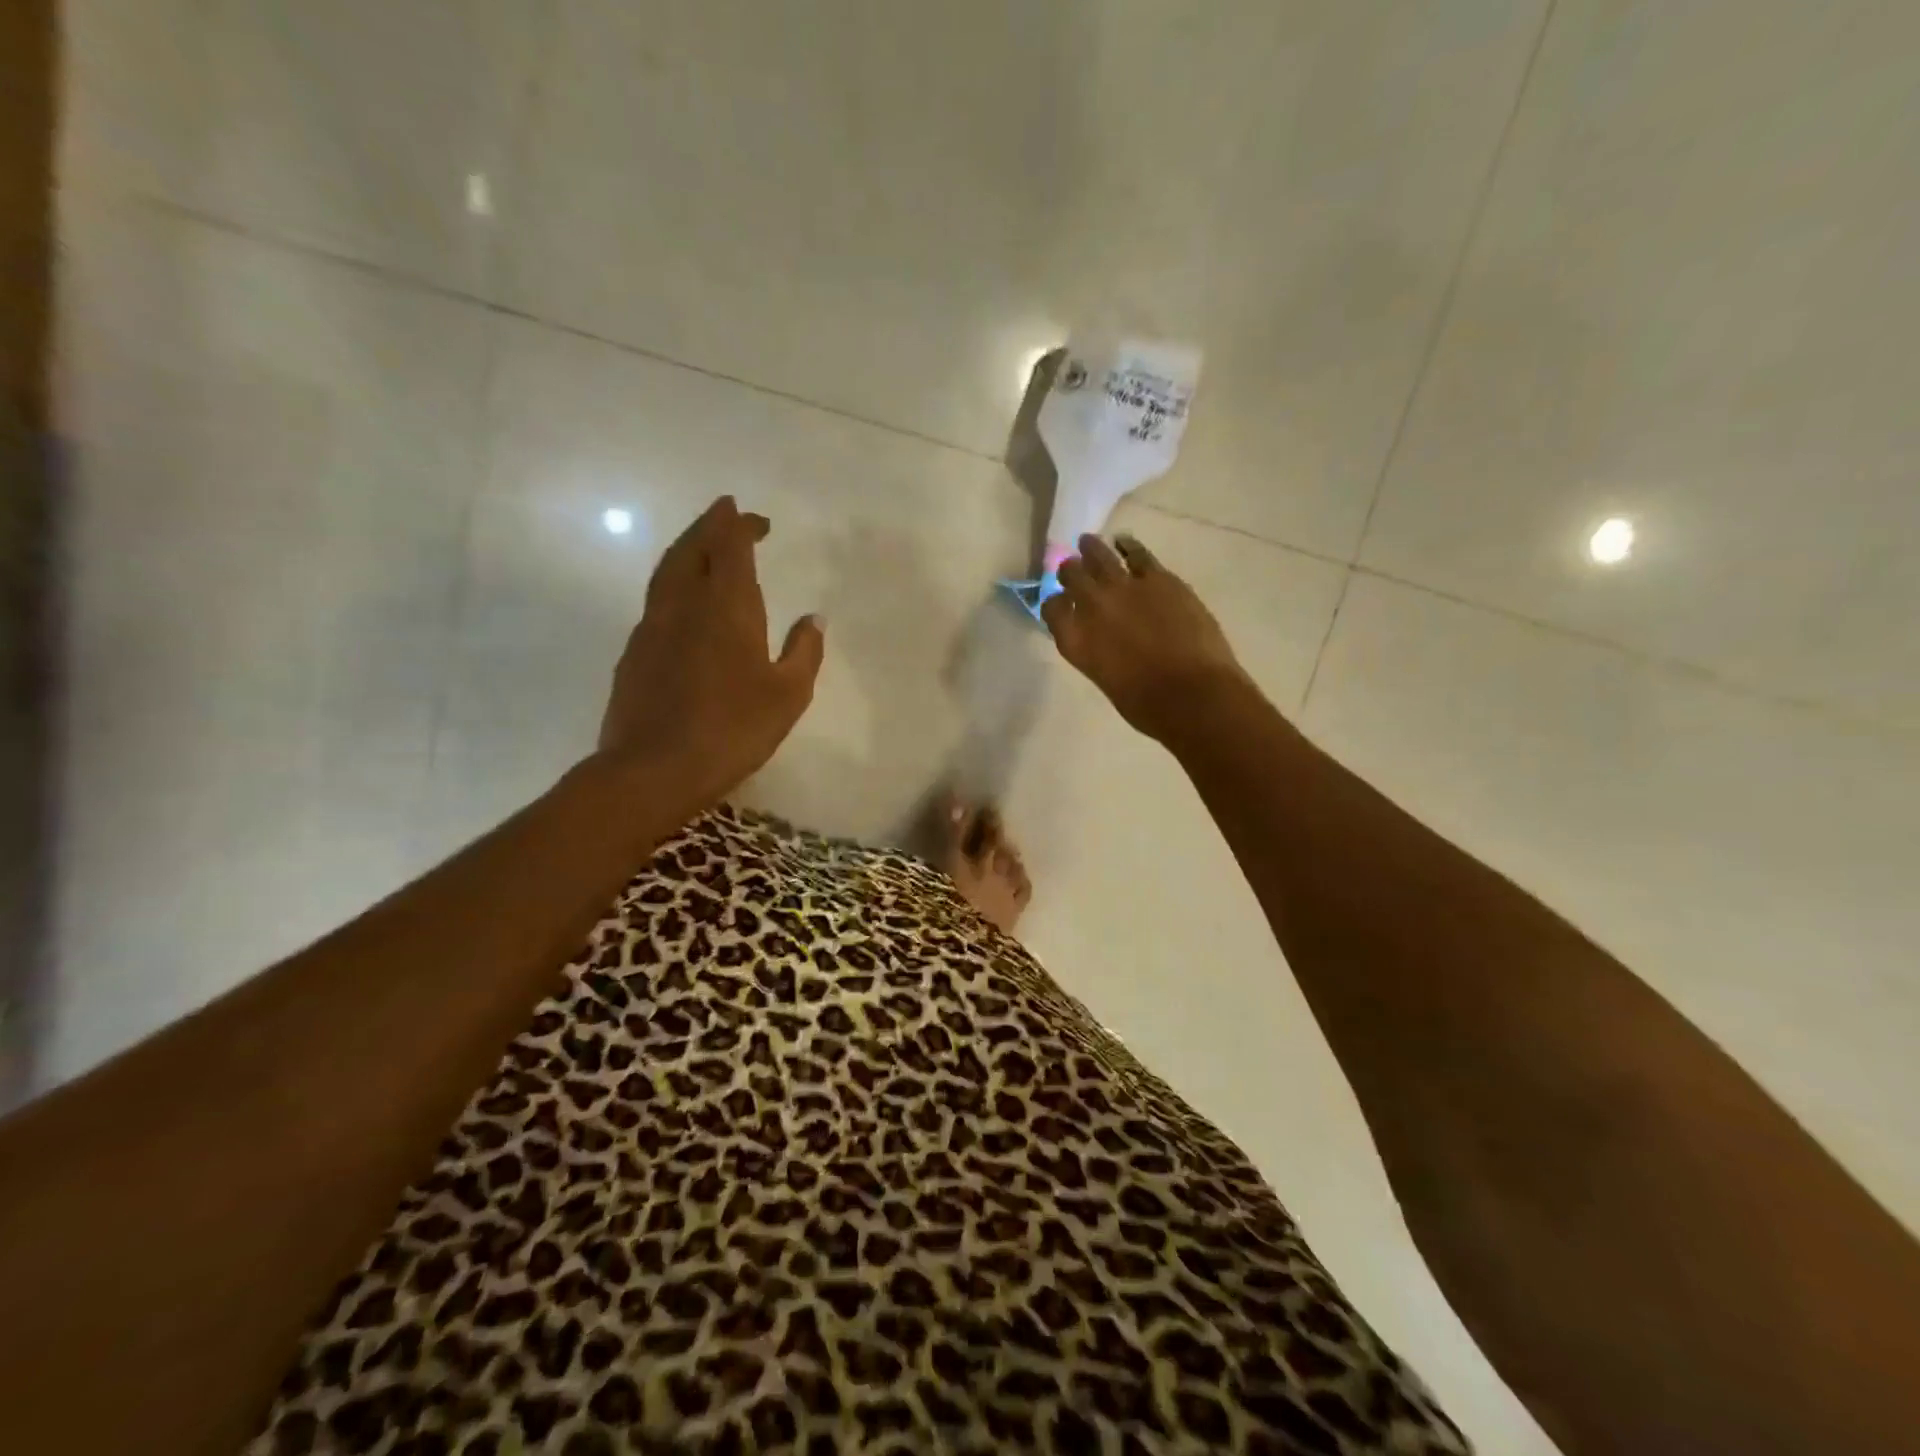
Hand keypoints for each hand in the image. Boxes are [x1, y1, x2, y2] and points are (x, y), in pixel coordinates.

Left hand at [598, 496, 824, 808]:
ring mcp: (653, 626)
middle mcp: (685, 604)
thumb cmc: (733, 728)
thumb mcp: (788, 694)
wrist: (655, 768)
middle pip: (692, 548)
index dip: (741, 526)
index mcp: (727, 607)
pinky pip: (656, 601)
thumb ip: (804, 651)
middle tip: (725, 512)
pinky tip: (683, 603)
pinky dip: (674, 584)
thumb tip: (814, 618)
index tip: (755, 518)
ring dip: (687, 549)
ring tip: (703, 545)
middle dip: (710, 525)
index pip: (732, 547)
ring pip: (667, 570)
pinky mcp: (634, 652)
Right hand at [1041, 532, 1251, 743]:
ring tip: (1087, 543)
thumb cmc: (1147, 705)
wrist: (1192, 694)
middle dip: (1070, 571)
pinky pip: (1137, 553)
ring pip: (1100, 556)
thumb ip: (1097, 652)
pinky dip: (1128, 547)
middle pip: (1071, 576)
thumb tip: (1105, 639)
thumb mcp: (1106, 679)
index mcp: (1074, 640)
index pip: (1052, 609)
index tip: (1061, 604)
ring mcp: (1125, 587)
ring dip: (1091, 549)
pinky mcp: (1158, 578)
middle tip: (1072, 568)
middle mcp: (1092, 607)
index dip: (1055, 604)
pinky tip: (1125, 543)